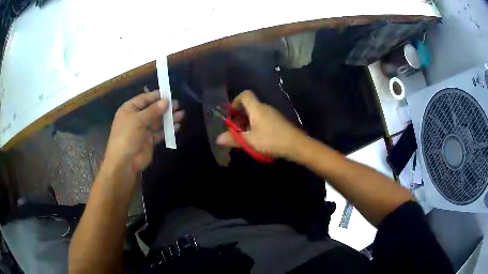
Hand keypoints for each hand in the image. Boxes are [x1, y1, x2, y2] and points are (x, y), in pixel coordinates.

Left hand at [103, 90, 183, 175]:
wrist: (125, 162)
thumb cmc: (127, 136)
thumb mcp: (138, 120)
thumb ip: (152, 110)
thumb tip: (166, 101)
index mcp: (130, 109)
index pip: (144, 99)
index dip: (156, 96)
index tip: (169, 94)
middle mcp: (136, 118)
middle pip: (152, 109)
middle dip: (164, 107)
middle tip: (177, 104)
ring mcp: (143, 130)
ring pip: (158, 121)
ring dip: (169, 118)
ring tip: (181, 114)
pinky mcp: (150, 140)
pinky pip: (160, 132)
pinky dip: (168, 130)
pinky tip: (177, 126)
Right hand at [216, 90, 304, 158]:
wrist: (296, 145)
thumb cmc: (271, 140)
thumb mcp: (250, 141)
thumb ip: (233, 139)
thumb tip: (217, 139)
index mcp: (257, 108)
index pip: (245, 94)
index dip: (235, 101)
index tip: (231, 113)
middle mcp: (265, 107)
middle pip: (250, 105)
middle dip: (240, 115)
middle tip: (234, 128)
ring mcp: (273, 114)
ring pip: (256, 113)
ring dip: (248, 121)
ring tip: (244, 135)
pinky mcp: (279, 121)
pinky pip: (263, 119)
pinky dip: (256, 125)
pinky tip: (257, 138)